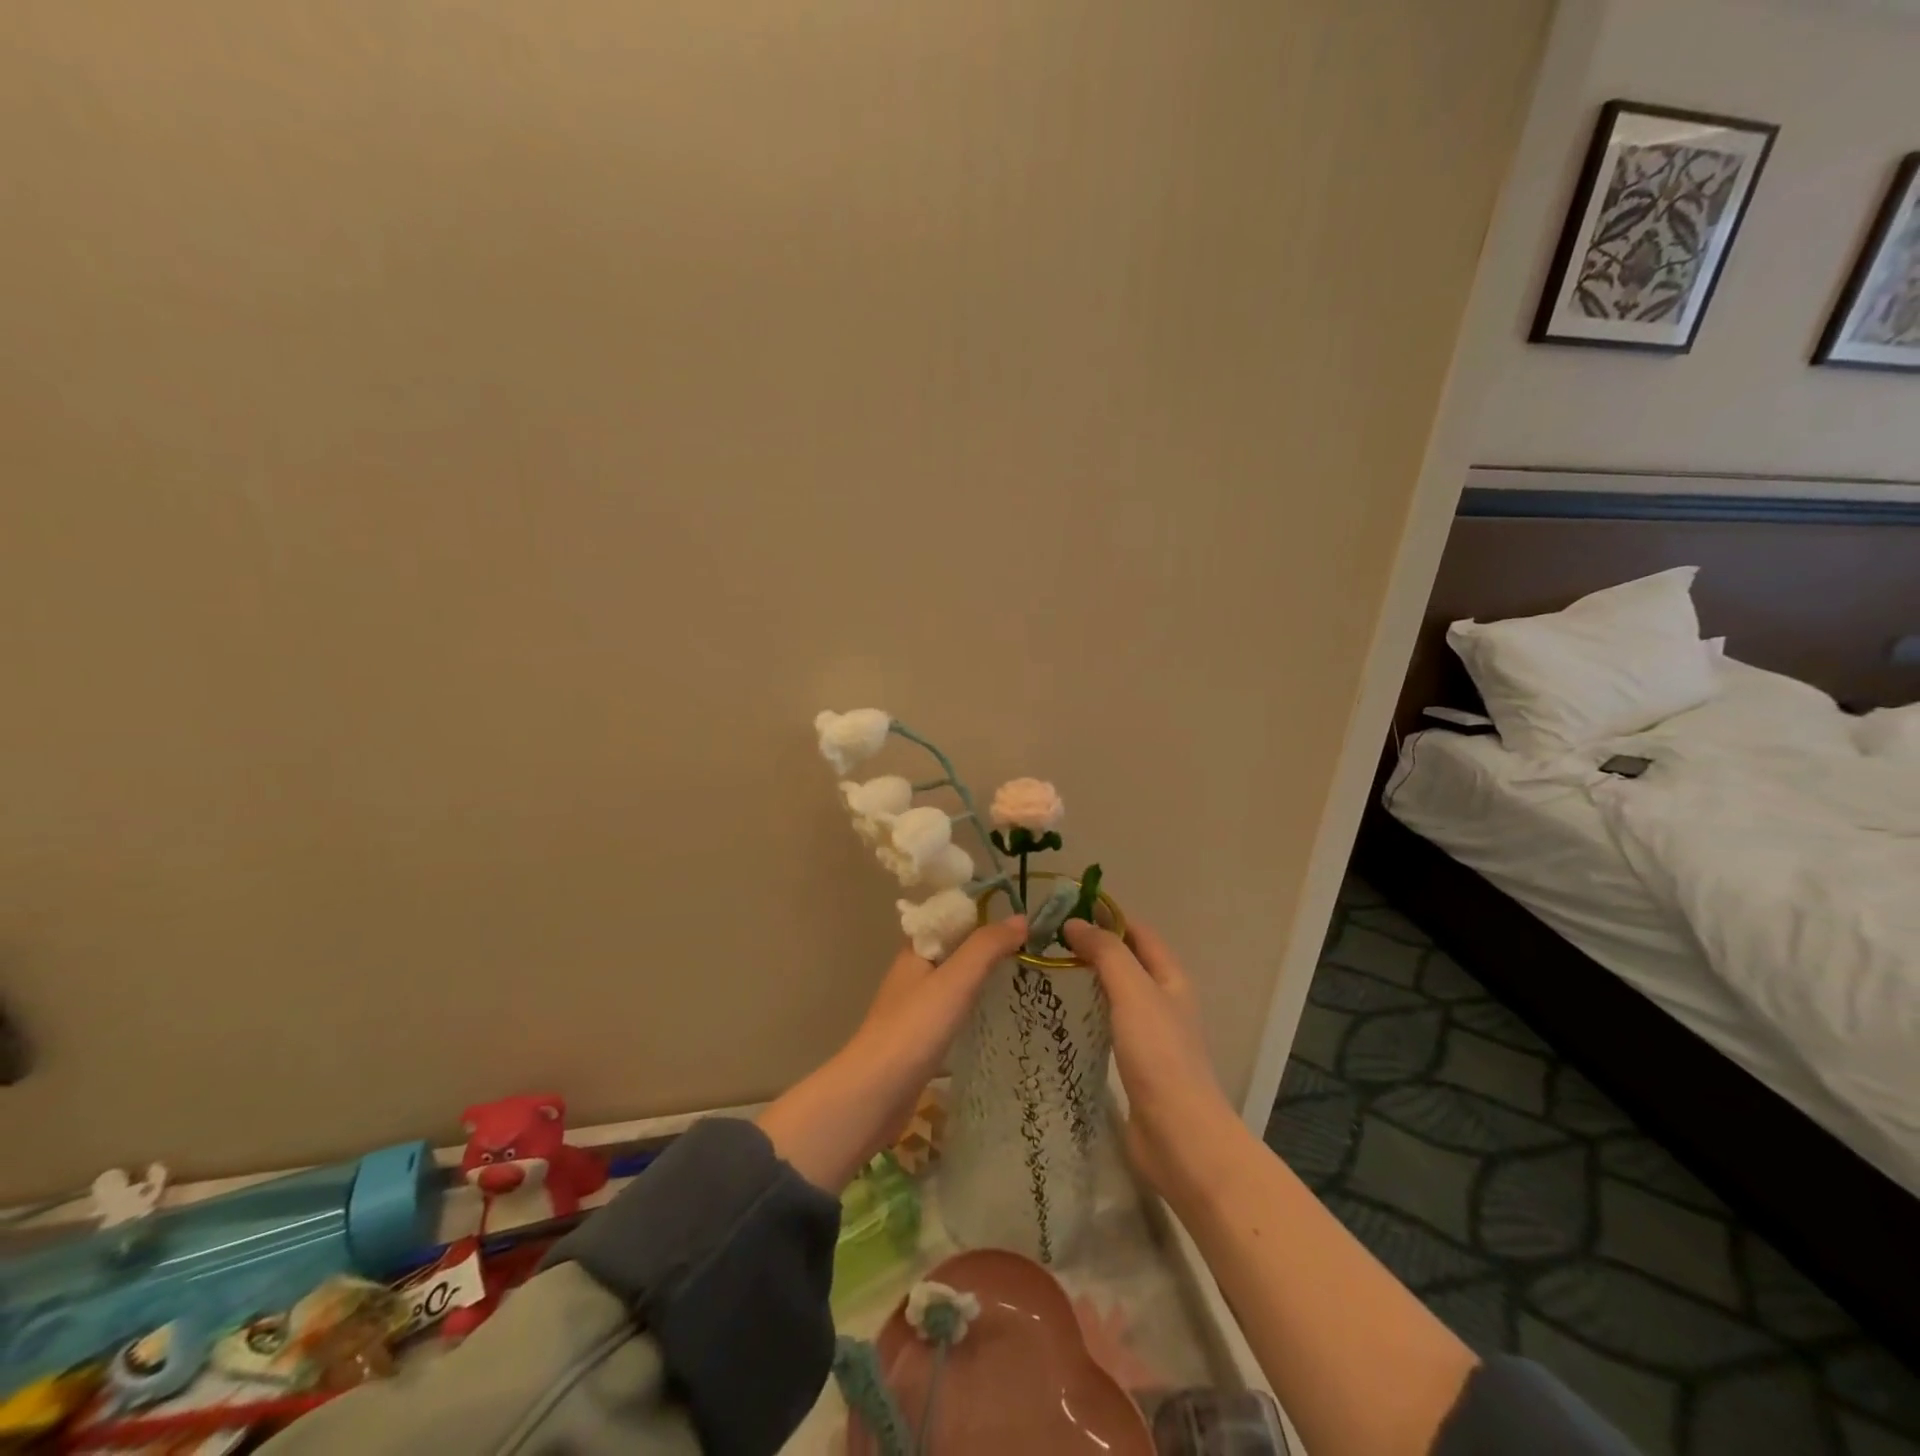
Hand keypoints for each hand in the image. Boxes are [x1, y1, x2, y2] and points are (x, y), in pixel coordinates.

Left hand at [757, 916, 1027, 1191]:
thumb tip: (1021, 918)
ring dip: (980, 977)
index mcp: (915, 950)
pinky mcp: (920, 1039)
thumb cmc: (915, 1027)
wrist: (875, 1093)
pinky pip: (951, 1011)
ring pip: (952, 981)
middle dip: (984, 946)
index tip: (1016, 918)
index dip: (979, 914)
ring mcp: (914, 1007)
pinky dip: (972, 1006)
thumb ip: (987, 947)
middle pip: (952, 949)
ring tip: (1018, 977)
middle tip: (1027, 948)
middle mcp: (912, 973)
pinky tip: (994, 1015)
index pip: (948, 918)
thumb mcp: (956, 979)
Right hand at [1061, 918, 1242, 1199]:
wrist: (1179, 1135)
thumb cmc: (1159, 1054)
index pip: (1137, 932)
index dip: (1107, 914)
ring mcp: (1149, 1033)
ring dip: (1087, 978)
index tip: (1065, 907)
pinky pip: (1107, 1024)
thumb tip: (1075, 922)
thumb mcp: (1133, 992)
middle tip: (1046, 939)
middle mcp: (1162, 1000)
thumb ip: (1106, 953)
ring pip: (1114, 993)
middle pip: (1126, 960)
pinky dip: (1086, 1011)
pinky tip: (1060, 1015)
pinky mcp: (1134, 1063)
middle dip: (1092, 945)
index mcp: (1170, 978)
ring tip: (1045, 970)